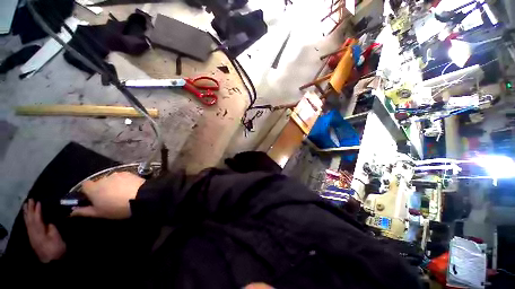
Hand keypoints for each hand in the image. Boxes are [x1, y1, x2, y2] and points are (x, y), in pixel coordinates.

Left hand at [23, 199, 65, 262]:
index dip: (37, 210)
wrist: (52, 260)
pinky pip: (28, 225)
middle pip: (29, 219)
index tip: (38, 201)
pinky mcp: (32, 237)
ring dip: (26, 213)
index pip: (37, 218)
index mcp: (39, 232)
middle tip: (29, 199)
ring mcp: (32, 235)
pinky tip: (27, 217)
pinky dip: (27, 219)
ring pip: (27, 222)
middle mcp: (33, 232)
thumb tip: (48, 221)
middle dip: (29, 209)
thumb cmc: (56, 247)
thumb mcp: (56, 237)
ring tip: (26, 205)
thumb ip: (51, 228)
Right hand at [71, 172, 144, 218]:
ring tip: (120, 193)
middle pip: (99, 182)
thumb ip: (84, 211)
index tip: (93, 198)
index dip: (88, 191)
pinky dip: (122, 181)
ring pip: (110, 179)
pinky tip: (128, 188)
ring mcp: (116, 174)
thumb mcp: (99, 213)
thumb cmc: (117, 208)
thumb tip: (71, 212)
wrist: (141, 197)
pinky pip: (122, 177)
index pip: (85, 185)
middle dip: (101, 188)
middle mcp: (103, 178)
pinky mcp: (128, 173)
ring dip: (112, 184)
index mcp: (93, 188)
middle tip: (108, 198)